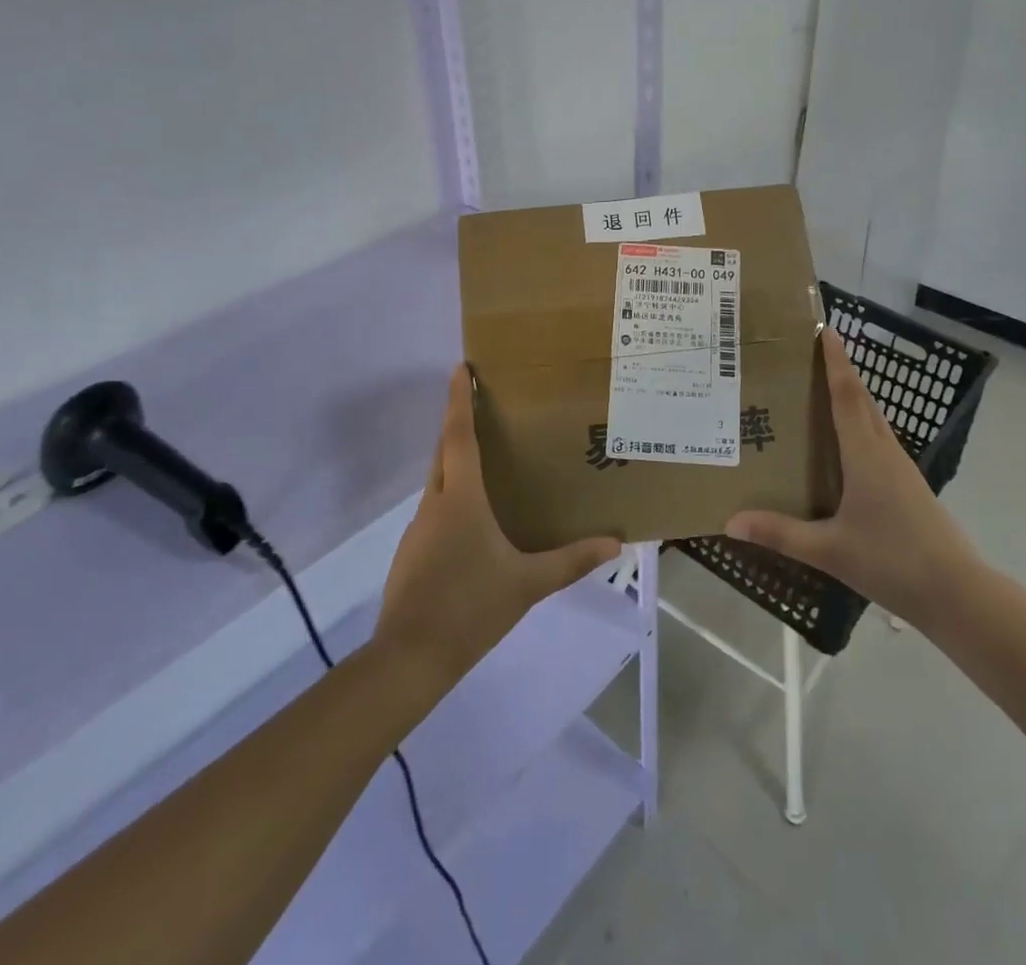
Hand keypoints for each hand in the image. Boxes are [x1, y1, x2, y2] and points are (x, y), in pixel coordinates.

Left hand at [376, 366, 620, 687]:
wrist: (410, 658)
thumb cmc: (471, 607)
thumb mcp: (528, 583)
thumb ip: (571, 561)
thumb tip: (615, 543)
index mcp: (461, 499)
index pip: (458, 436)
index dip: (459, 399)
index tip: (460, 367)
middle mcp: (435, 504)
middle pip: (442, 451)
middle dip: (456, 424)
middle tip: (480, 406)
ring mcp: (418, 530)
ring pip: (437, 482)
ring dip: (455, 464)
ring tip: (486, 465)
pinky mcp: (411, 554)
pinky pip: (434, 511)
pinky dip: (451, 499)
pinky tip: (472, 526)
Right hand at [726, 328, 985, 637]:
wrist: (959, 594)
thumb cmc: (892, 561)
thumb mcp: (829, 550)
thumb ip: (780, 533)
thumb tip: (730, 522)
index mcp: (866, 455)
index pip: (847, 396)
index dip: (836, 362)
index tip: (826, 329)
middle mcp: (885, 452)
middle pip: (862, 400)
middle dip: (841, 371)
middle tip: (812, 353)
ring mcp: (902, 469)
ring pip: (874, 420)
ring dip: (852, 396)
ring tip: (823, 389)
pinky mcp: (909, 486)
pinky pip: (879, 440)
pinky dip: (860, 424)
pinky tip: (846, 444)